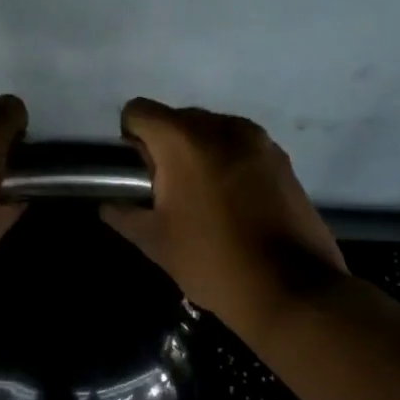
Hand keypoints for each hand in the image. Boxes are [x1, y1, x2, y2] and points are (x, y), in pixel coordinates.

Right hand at [101, 98, 346, 338]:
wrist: (291, 288)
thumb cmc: (211, 261)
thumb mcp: (155, 242)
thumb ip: (125, 216)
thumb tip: (109, 207)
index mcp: (184, 140)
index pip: (139, 111)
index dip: (130, 138)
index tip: (138, 175)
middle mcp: (222, 126)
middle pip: (177, 119)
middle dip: (165, 148)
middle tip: (168, 194)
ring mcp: (258, 140)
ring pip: (212, 132)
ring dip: (198, 155)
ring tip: (203, 201)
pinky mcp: (282, 159)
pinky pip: (241, 148)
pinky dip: (227, 165)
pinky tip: (233, 206)